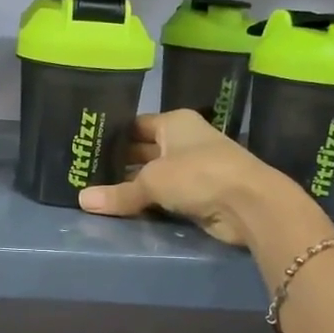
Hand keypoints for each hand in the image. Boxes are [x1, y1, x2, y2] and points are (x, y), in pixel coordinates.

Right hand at [77, 110, 327, 249]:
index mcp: (175, 122)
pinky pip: (166, 196)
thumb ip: (118, 193)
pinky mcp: (201, 194)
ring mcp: (194, 167)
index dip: (112, 136)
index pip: (135, 125)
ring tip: (98, 194)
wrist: (250, 204)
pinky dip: (150, 202)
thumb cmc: (198, 174)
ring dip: (134, 186)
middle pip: (144, 150)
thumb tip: (82, 201)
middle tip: (85, 175)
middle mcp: (184, 140)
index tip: (86, 148)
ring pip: (155, 175)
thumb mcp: (152, 181)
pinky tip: (125, 210)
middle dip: (119, 164)